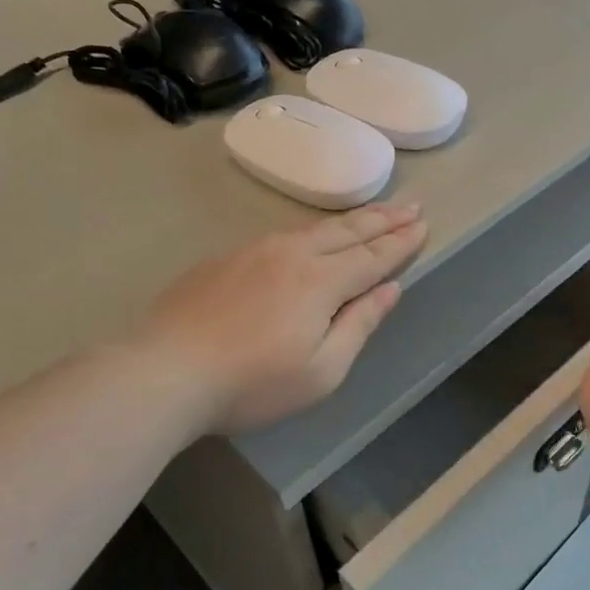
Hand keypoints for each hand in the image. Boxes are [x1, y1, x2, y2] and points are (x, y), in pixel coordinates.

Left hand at [141, 203, 428, 433]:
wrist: (166, 371)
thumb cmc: (252, 384)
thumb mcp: (321, 371)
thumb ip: (359, 325)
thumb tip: (390, 290)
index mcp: (321, 281)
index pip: (373, 257)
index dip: (401, 243)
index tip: (423, 225)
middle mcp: (291, 254)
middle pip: (347, 232)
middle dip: (383, 219)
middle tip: (412, 205)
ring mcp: (254, 251)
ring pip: (313, 228)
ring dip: (350, 220)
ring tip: (373, 213)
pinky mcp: (226, 259)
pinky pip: (282, 235)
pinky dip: (311, 230)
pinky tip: (312, 235)